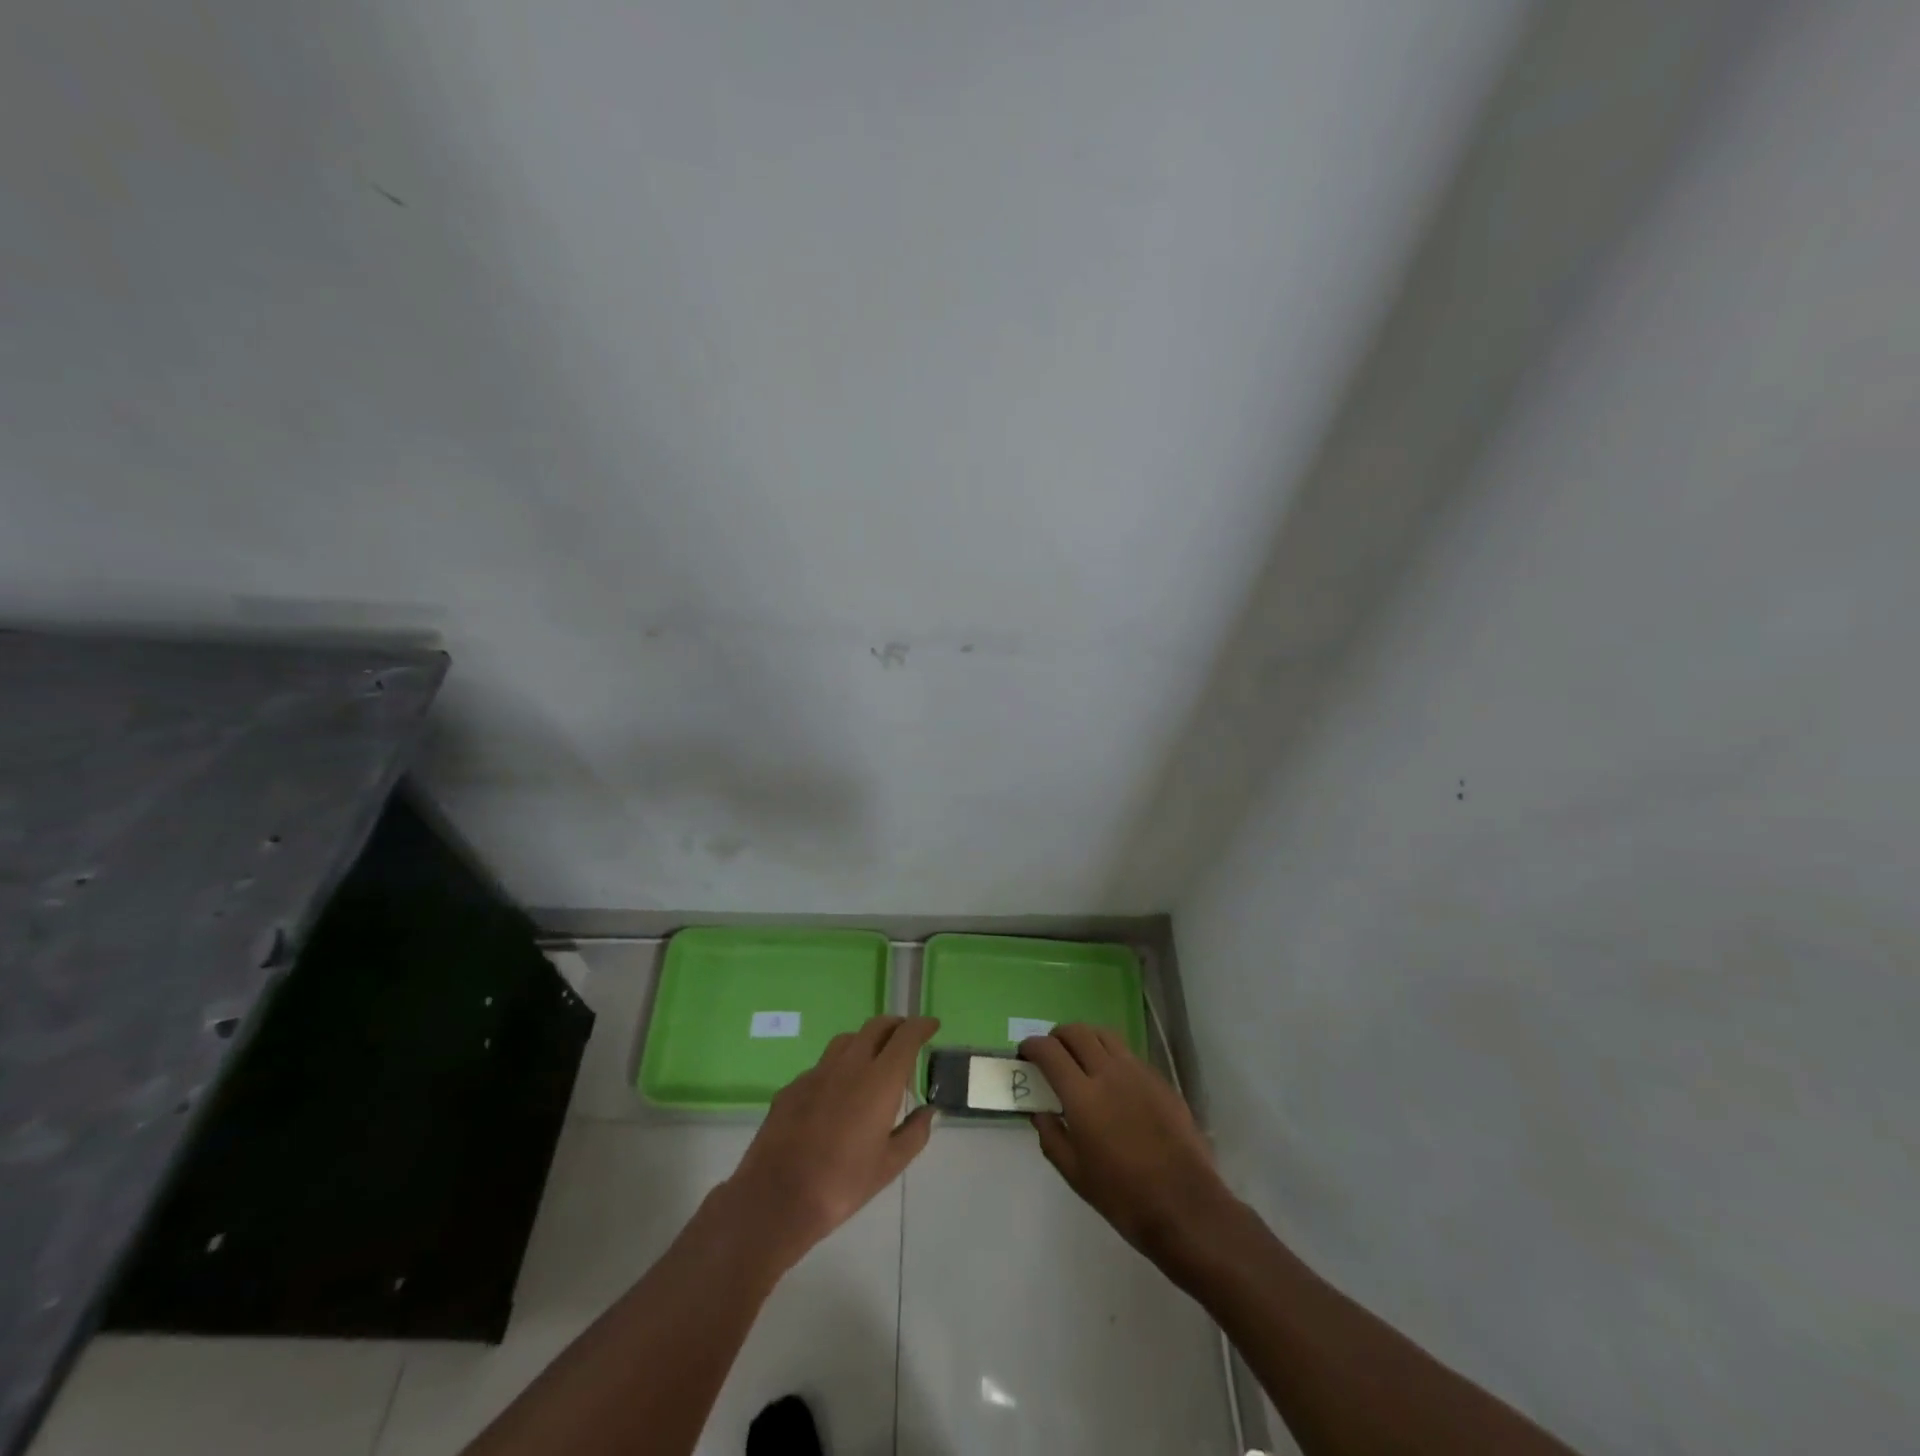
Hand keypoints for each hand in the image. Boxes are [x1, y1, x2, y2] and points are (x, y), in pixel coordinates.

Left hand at [723, 1016, 937, 1267]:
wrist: (777, 1197)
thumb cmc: (842, 1183)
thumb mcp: (889, 1166)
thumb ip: (914, 1133)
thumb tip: (929, 1111)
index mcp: (880, 1080)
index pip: (906, 1036)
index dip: (922, 1026)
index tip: (932, 1026)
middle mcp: (850, 1064)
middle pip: (876, 1027)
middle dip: (896, 1026)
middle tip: (906, 1037)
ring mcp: (817, 1072)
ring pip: (847, 1040)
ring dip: (866, 1040)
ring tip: (873, 1060)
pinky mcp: (793, 1086)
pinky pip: (822, 1065)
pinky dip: (838, 1068)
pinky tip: (837, 1093)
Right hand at [1020, 1024, 1232, 1260]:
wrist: (1184, 1205)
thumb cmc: (1123, 1196)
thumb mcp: (1075, 1174)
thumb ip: (1052, 1136)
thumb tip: (1040, 1112)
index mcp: (1082, 1095)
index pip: (1049, 1052)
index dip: (1032, 1046)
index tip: (1025, 1053)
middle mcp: (1109, 1072)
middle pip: (1077, 1032)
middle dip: (1057, 1036)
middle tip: (1051, 1052)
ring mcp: (1138, 1072)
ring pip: (1105, 1035)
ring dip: (1086, 1038)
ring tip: (1081, 1057)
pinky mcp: (1160, 1080)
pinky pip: (1128, 1054)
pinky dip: (1112, 1055)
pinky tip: (1113, 1079)